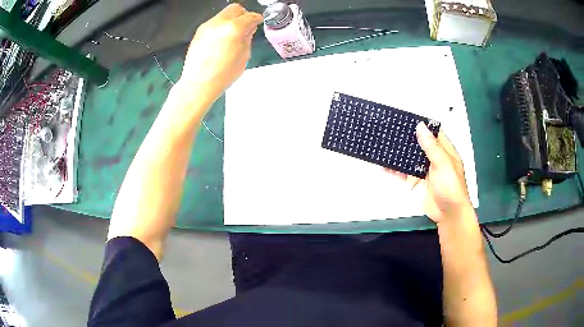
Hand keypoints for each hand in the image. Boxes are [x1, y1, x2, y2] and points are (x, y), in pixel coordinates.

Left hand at [179, 4, 261, 102]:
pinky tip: (222, 40)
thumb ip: (247, 38)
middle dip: (243, 14)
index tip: (258, 21)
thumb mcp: (244, 56)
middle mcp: (219, 23)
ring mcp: (207, 27)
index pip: (250, 16)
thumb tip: (249, 29)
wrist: (198, 84)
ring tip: (233, 35)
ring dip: (231, 21)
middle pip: (235, 9)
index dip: (256, 18)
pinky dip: (221, 27)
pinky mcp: (199, 32)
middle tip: (247, 25)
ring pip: (223, 15)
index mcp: (233, 28)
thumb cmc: (221, 75)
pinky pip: (214, 23)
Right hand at [387, 123, 472, 223]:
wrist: (448, 214)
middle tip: (391, 129)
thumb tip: (420, 126)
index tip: (407, 119)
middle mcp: (434, 158)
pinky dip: (395, 169)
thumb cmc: (451, 187)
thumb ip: (431, 146)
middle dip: (407, 138)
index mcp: (444, 151)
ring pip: (410, 158)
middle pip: (419, 144)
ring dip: (399, 153)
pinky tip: (384, 165)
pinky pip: (404, 173)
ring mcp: (425, 170)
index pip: (433, 133)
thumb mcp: (443, 164)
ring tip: (385, 144)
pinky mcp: (416, 181)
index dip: (422, 126)